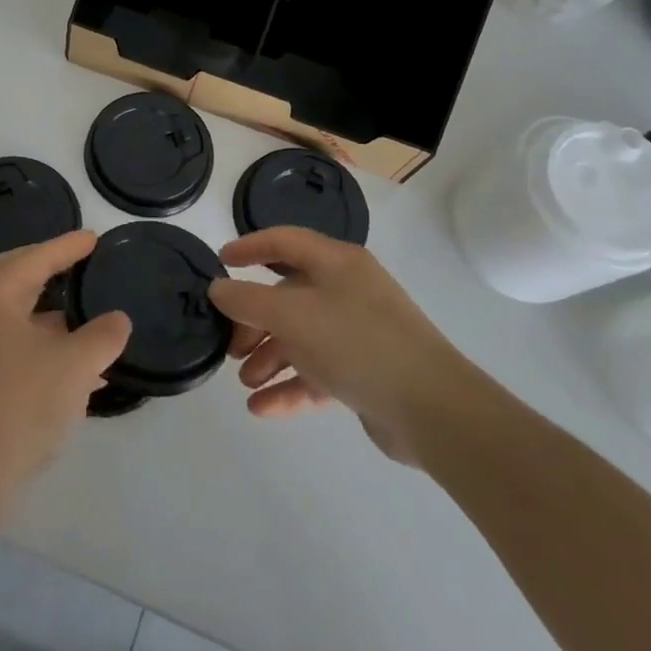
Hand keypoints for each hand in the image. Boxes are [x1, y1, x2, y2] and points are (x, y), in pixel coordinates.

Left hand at [0, 230, 129, 516]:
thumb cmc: (18, 405)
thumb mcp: (73, 367)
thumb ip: (101, 336)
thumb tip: (116, 320)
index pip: (35, 257)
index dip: (67, 246)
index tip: (93, 238)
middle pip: (17, 279)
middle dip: (51, 271)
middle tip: (82, 265)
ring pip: (16, 318)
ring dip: (51, 317)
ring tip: (90, 321)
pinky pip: (12, 348)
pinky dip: (43, 348)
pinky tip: (77, 371)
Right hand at [209, 227, 489, 466]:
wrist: (432, 409)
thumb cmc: (356, 343)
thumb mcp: (292, 315)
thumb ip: (247, 300)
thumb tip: (218, 288)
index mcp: (336, 263)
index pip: (285, 242)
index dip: (250, 246)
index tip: (220, 261)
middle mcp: (348, 291)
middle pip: (288, 296)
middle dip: (254, 321)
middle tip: (230, 346)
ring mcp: (358, 333)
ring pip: (301, 337)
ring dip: (269, 358)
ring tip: (245, 382)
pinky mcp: (365, 373)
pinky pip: (317, 372)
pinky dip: (289, 386)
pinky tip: (261, 408)